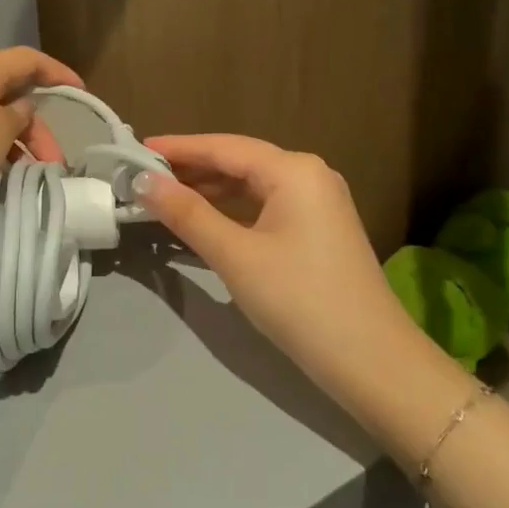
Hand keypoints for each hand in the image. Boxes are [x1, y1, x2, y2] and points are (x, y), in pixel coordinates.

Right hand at [135, 134, 419, 388]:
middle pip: (240, 162)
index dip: (178, 147)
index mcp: (294, 170)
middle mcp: (309, 174)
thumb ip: (187, 214)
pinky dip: (232, 210)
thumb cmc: (299, 299)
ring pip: (252, 185)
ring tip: (164, 196)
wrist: (371, 360)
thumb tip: (144, 181)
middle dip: (192, 168)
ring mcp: (318, 202)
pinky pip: (266, 206)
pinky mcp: (319, 229)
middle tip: (143, 175)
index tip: (137, 148)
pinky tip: (204, 219)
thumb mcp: (235, 255)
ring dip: (210, 190)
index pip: (224, 147)